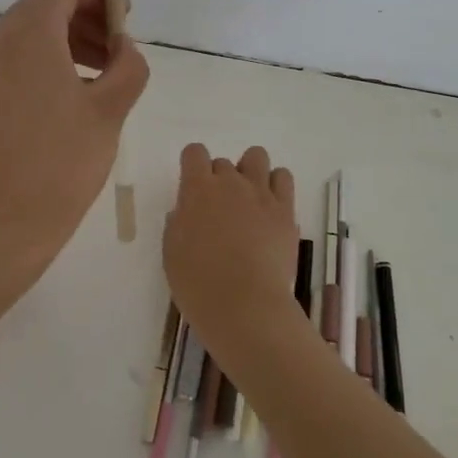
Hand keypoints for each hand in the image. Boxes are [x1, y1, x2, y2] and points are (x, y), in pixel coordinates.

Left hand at [0, 0, 148, 297]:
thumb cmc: (61, 162)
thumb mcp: (110, 111)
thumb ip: (128, 67)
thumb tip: (124, 47)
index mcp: (30, 35)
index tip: (126, 18)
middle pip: (44, 9)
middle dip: (85, 20)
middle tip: (118, 49)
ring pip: (28, 36)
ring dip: (67, 42)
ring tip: (102, 76)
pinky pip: (15, 61)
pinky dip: (46, 63)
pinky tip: (72, 98)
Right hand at [163, 145, 302, 377]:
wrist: (244, 304)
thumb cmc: (198, 283)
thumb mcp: (172, 253)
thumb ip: (178, 223)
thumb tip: (187, 212)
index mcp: (197, 189)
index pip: (194, 152)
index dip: (192, 165)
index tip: (192, 186)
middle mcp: (230, 182)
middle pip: (223, 162)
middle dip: (219, 180)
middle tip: (219, 211)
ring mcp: (261, 193)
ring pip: (257, 157)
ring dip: (249, 172)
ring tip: (248, 200)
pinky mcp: (285, 209)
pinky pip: (283, 177)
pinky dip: (275, 185)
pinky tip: (270, 207)